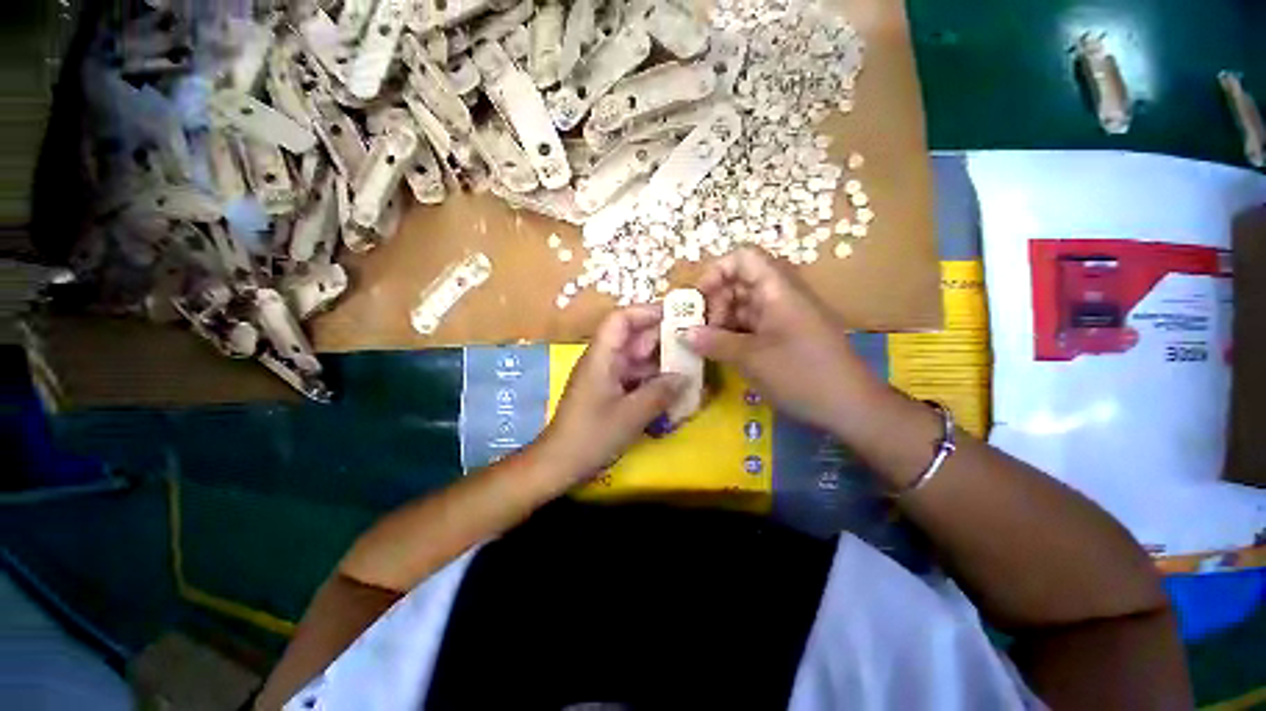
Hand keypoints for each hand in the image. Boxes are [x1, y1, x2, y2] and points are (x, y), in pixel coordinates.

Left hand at [542, 305, 687, 478]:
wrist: (559, 464)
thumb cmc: (591, 436)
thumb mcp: (631, 415)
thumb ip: (661, 393)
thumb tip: (686, 376)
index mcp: (601, 356)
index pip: (621, 319)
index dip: (647, 312)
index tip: (677, 317)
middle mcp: (603, 360)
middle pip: (632, 337)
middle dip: (662, 338)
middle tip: (693, 344)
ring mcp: (606, 376)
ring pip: (636, 358)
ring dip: (660, 361)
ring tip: (690, 365)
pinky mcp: (609, 391)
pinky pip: (634, 376)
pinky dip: (652, 378)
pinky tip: (672, 387)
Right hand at [685, 247, 883, 429]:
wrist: (851, 407)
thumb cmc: (801, 374)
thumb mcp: (751, 358)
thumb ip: (713, 342)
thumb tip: (682, 333)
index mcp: (777, 289)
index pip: (742, 258)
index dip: (715, 271)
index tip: (697, 299)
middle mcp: (779, 296)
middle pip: (738, 282)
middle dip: (714, 302)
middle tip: (697, 330)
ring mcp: (782, 317)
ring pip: (742, 306)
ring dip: (721, 321)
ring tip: (704, 344)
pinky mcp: (782, 336)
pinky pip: (751, 326)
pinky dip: (732, 334)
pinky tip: (720, 352)